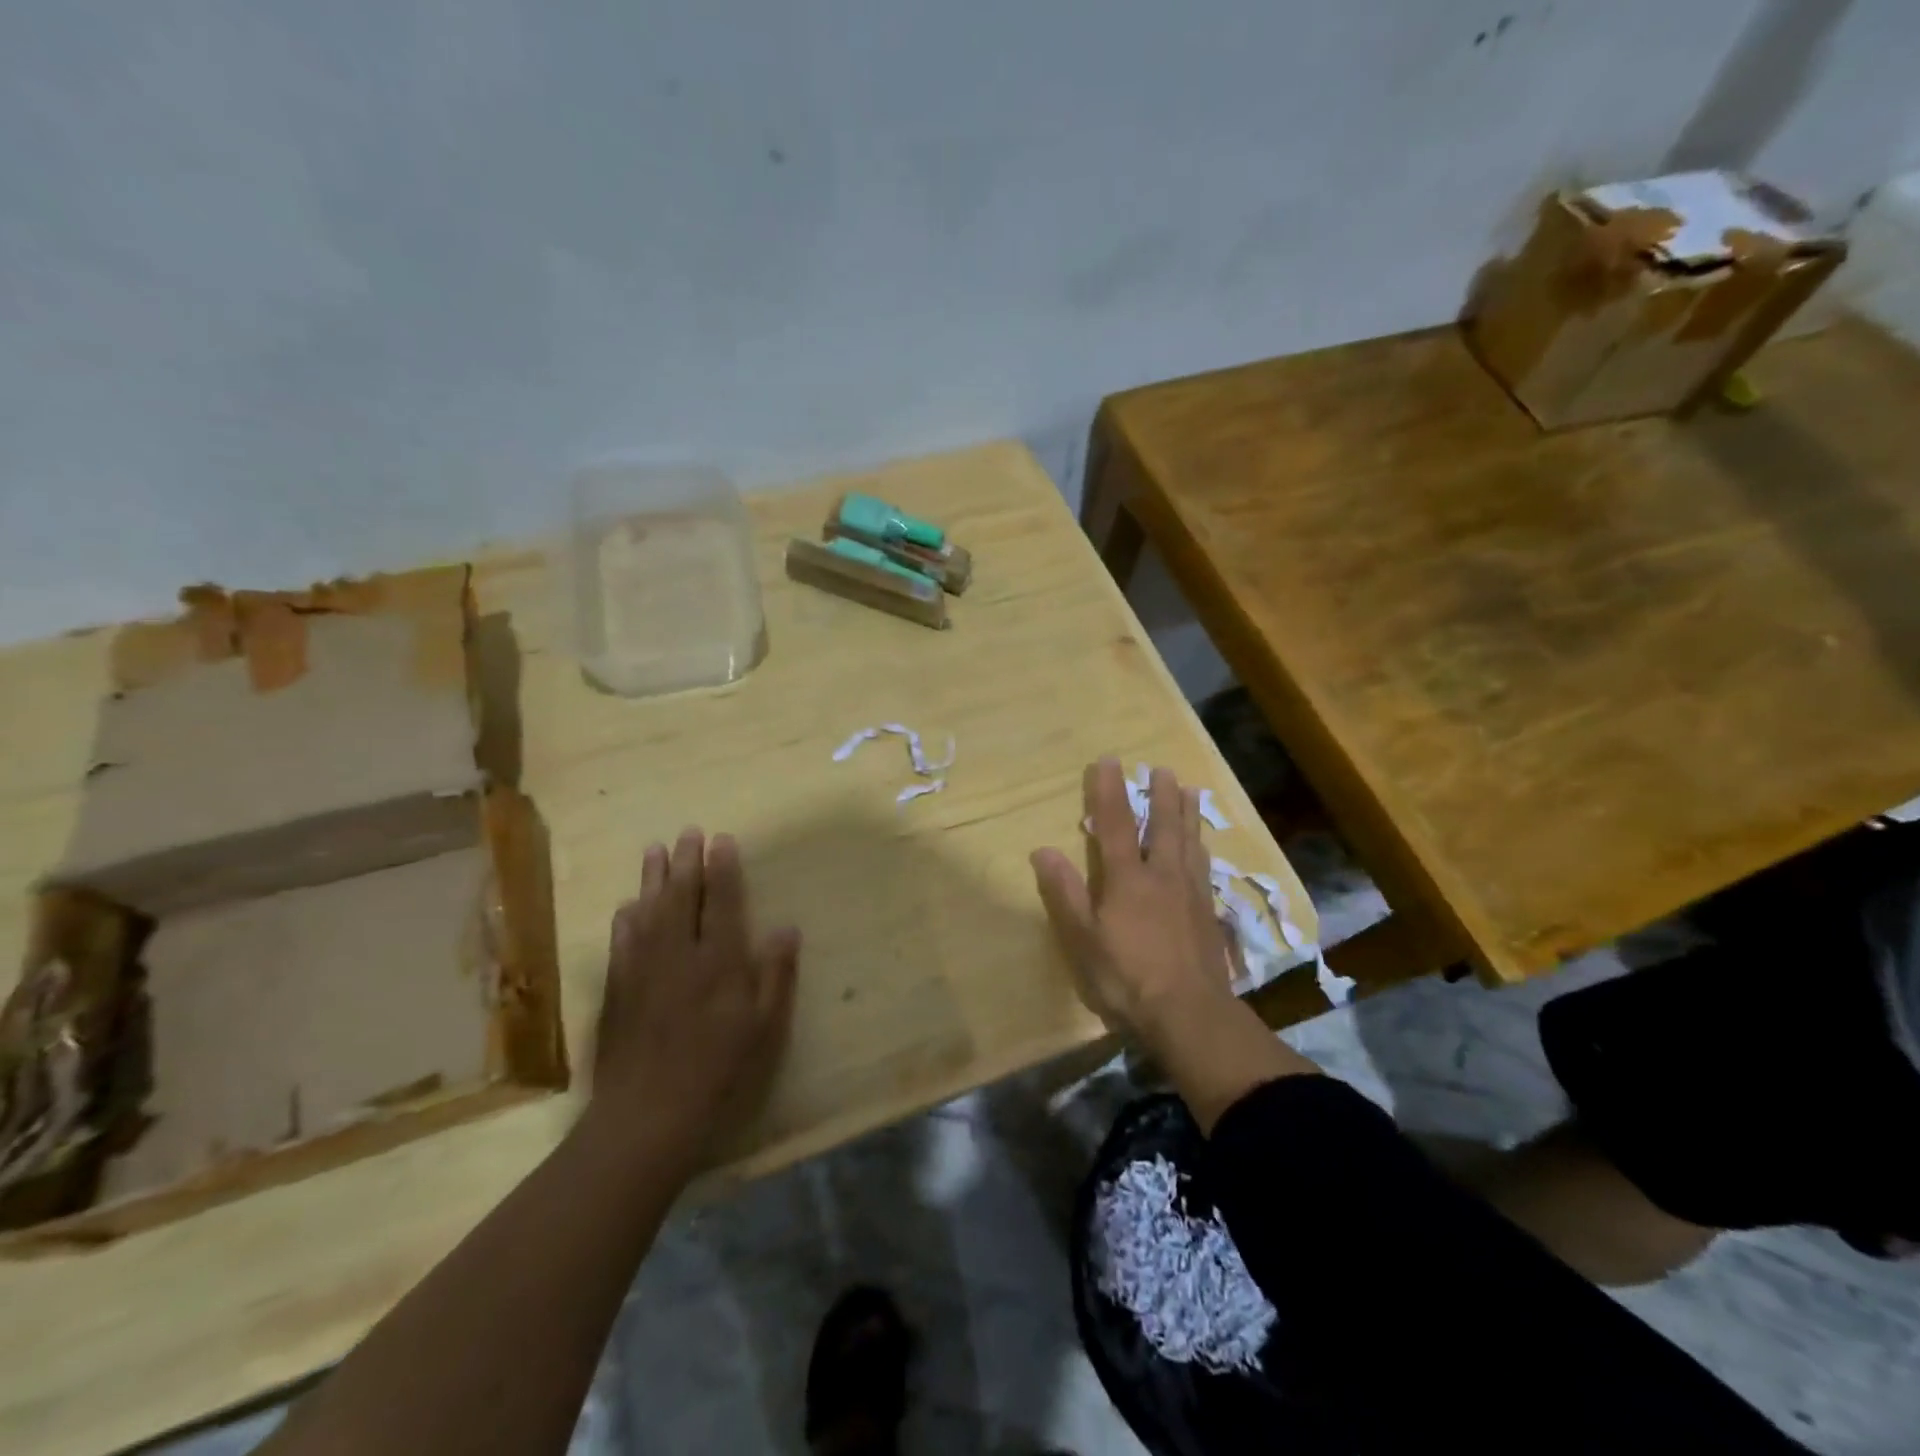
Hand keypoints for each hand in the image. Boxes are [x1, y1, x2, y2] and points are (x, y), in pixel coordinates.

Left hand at [588, 828, 799, 1166]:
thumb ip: (775, 975)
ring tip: (654, 850)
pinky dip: (626, 920)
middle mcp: (678, 955)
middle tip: (687, 832)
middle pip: (681, 897)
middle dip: (686, 862)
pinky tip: (626, 907)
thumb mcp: (763, 1028)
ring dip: (652, 879)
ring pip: (648, 912)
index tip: (721, 839)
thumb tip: (786, 929)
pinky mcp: (617, 991)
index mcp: (718, 962)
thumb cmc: (718, 1072)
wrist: (647, 1116)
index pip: (720, 902)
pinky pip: (621, 944)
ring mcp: (642, 971)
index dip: (722, 868)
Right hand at [1030, 759, 1232, 1041]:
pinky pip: (1204, 867)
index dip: (1108, 791)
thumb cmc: (1127, 978)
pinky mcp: (1208, 914)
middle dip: (1160, 795)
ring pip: (1189, 842)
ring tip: (1191, 790)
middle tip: (1161, 769)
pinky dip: (1201, 847)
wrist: (1190, 1014)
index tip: (1108, 761)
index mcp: (1128, 879)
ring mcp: (1190, 893)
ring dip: (1187, 813)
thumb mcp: (1083, 939)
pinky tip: (1203, 847)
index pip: (1115, 824)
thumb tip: (1042, 850)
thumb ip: (1065, 893)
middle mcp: (1162, 876)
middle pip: (1162, 826)